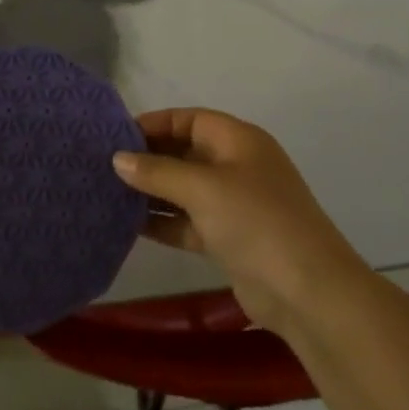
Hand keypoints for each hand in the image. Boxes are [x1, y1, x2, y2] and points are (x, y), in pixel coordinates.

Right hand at [112, 108, 371, 335]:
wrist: (306, 290)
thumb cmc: (255, 221)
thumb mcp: (203, 188)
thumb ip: (158, 171)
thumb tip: (118, 159)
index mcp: (239, 140)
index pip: (190, 119)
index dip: (154, 123)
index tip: (114, 136)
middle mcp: (237, 166)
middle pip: (185, 152)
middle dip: (148, 158)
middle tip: (103, 165)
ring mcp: (234, 204)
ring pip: (184, 189)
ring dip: (151, 192)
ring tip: (107, 193)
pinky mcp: (229, 238)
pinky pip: (188, 221)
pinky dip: (163, 221)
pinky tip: (128, 224)